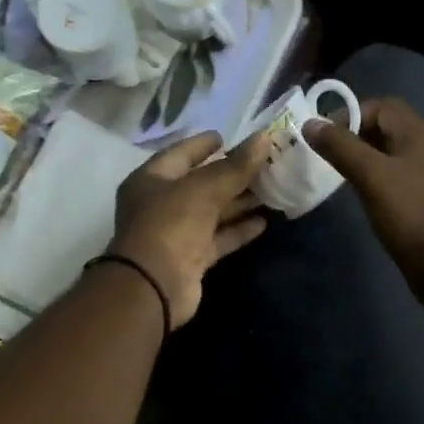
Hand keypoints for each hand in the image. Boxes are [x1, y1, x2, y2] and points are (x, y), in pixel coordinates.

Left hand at [108, 130, 271, 326]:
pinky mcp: (191, 259)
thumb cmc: (171, 224)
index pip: (180, 154)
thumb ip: (236, 166)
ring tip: (272, 190)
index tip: (227, 137)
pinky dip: (238, 230)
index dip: (203, 145)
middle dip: (231, 175)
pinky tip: (264, 221)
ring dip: (239, 202)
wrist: (154, 286)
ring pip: (212, 212)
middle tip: (263, 164)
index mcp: (151, 179)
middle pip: (200, 184)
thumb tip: (264, 137)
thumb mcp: (204, 188)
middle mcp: (160, 204)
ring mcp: (175, 233)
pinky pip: (218, 238)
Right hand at [303, 98, 423, 295]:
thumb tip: (310, 123)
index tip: (325, 137)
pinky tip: (362, 195)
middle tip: (327, 155)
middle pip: (387, 128)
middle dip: (354, 136)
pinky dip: (376, 178)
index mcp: (419, 134)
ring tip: (339, 175)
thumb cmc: (410, 212)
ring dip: (364, 158)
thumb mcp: (371, 175)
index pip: (382, 106)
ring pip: (391, 154)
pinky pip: (397, 176)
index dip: (350, 114)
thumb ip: (341, 147)